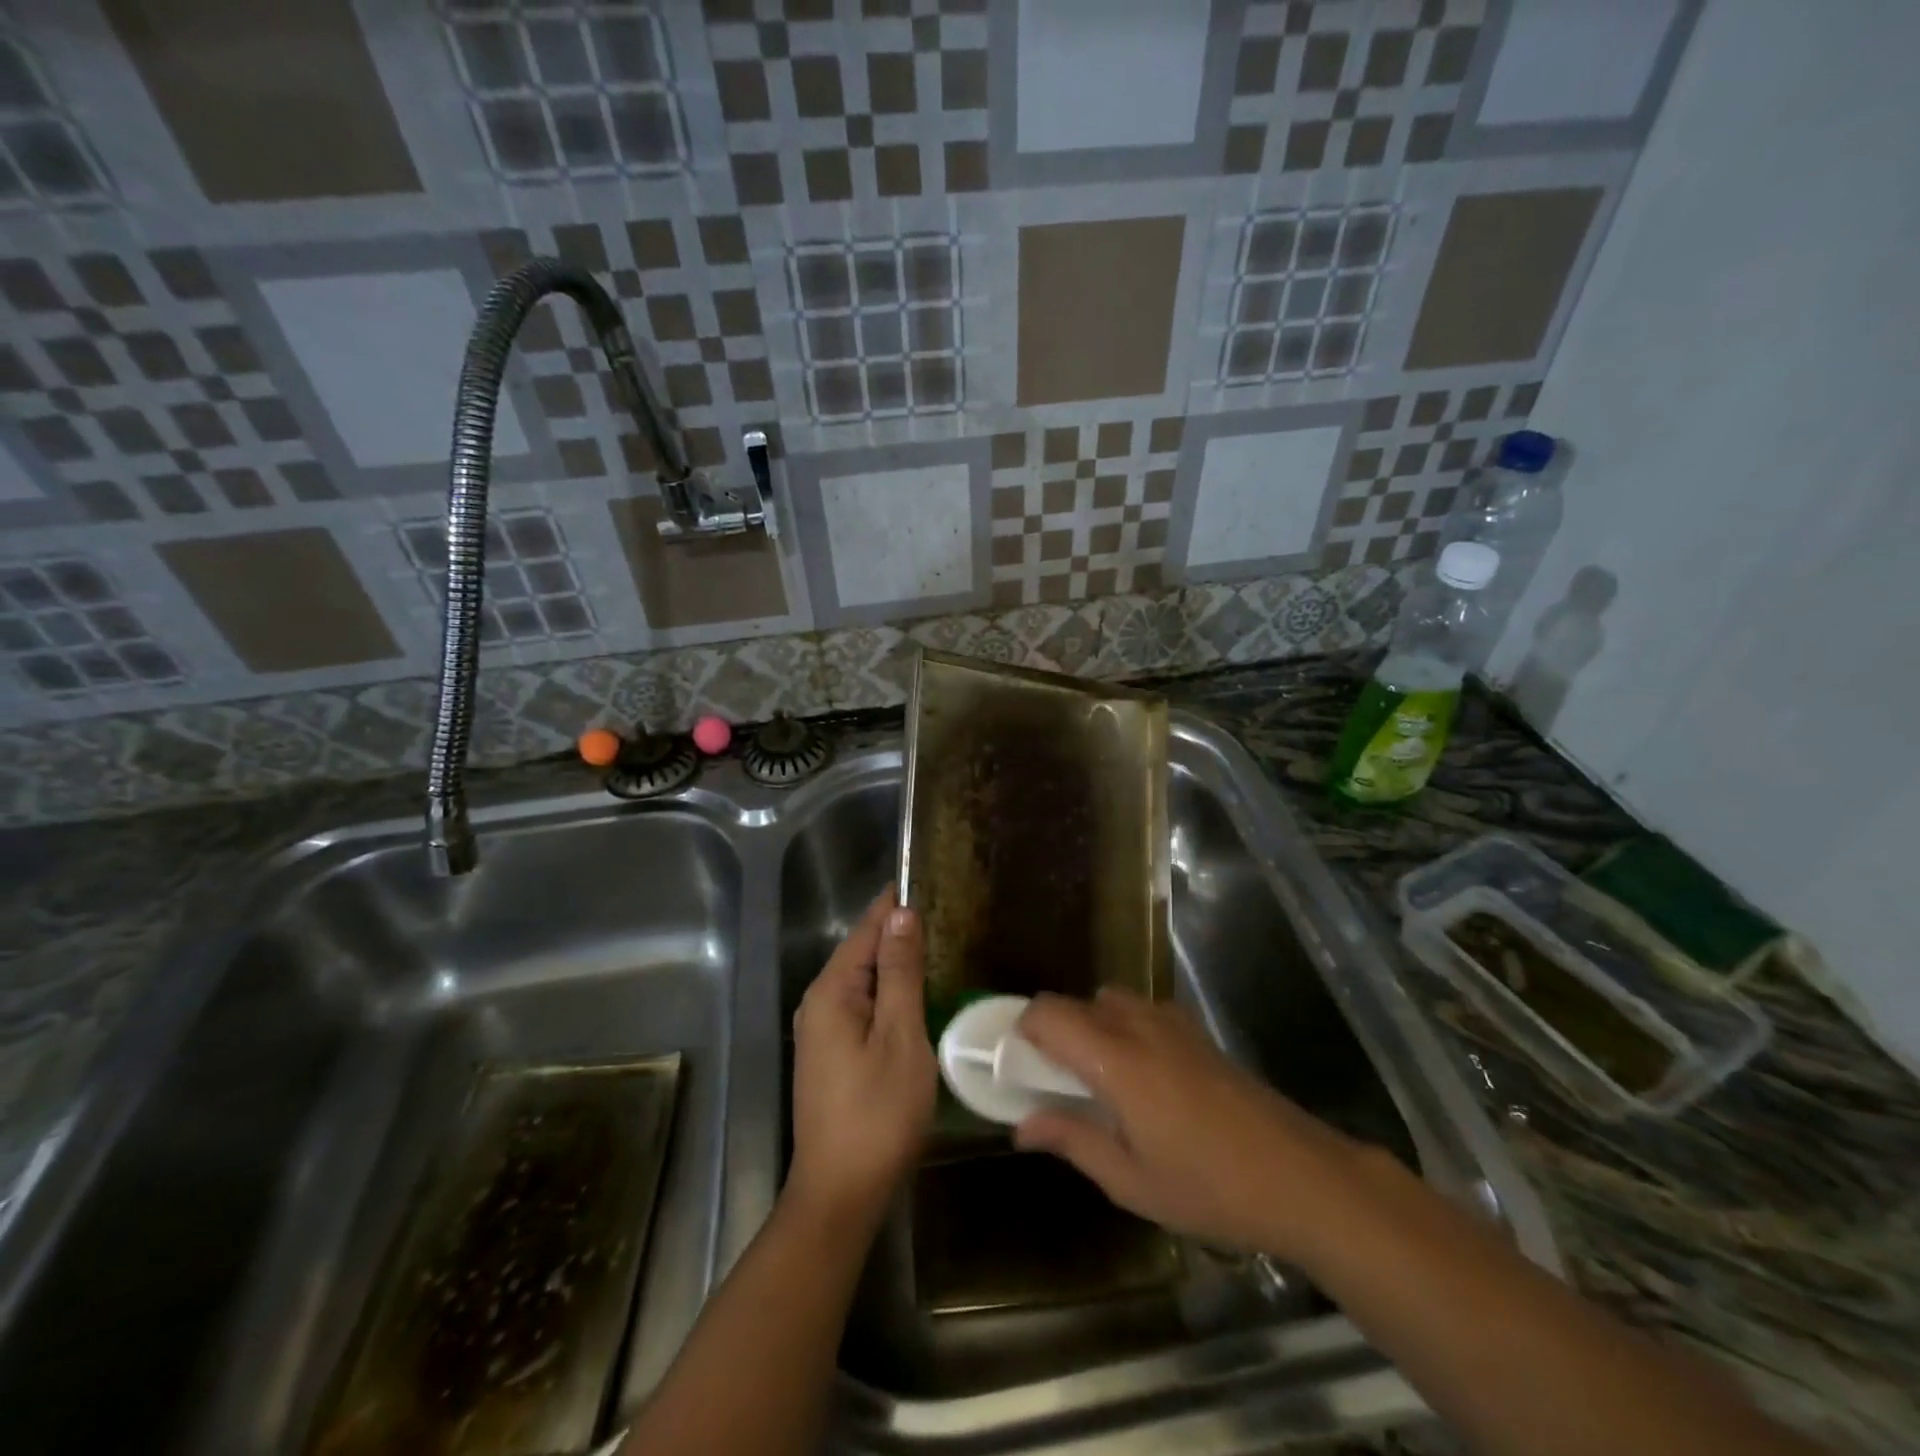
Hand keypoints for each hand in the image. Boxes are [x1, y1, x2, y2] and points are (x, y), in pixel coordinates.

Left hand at [787, 886, 935, 1229]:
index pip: (866, 929)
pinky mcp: (829, 1054)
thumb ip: (900, 973)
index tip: (927, 878)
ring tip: (935, 944)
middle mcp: (818, 1002)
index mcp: (832, 991)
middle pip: (860, 951)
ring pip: (861, 979)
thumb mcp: (900, 1037)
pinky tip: (913, 994)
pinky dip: (886, 991)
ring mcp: (820, 1030)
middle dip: (896, 930)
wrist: (840, 1193)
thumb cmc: (878, 1112)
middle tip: (943, 912)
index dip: (895, 904)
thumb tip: (901, 914)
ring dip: (893, 961)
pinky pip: (860, 1004)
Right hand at [1014, 988, 1358, 1258]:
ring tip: (1101, 1083)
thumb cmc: (1209, 1186)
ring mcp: (1172, 1022)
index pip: (1049, 1013)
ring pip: (1109, 1001)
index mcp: (1115, 1059)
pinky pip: (1141, 1011)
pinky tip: (1143, 1079)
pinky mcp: (1196, 1030)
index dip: (1023, 1030)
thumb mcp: (1131, 1180)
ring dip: (1091, 1028)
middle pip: (1076, 1003)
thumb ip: (1072, 1141)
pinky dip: (1123, 1028)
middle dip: (1056, 1034)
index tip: (1020, 1067)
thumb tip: (1022, 1125)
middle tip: (1058, 1085)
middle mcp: (1138, 1025)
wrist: (1299, 1175)